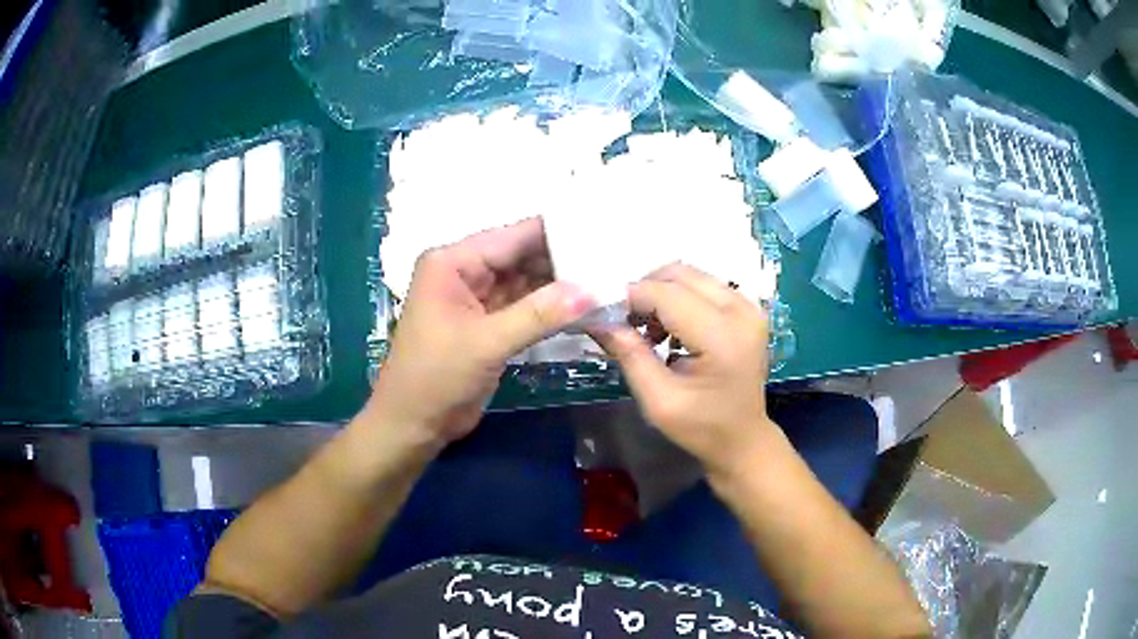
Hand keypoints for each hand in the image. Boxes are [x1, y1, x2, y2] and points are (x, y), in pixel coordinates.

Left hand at [367, 217, 595, 444]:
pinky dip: (551, 309)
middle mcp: (465, 272)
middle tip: (612, 260)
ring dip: (561, 285)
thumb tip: (591, 290)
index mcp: (453, 262)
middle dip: (564, 260)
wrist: (413, 425)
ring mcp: (478, 299)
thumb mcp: (485, 343)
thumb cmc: (435, 377)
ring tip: (607, 280)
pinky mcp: (489, 324)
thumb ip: (538, 314)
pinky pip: (526, 307)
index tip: (602, 232)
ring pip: (527, 282)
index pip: (512, 237)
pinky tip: (585, 307)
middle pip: (522, 256)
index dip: (557, 233)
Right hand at [592, 264, 777, 479]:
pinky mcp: (748, 309)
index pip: (666, 294)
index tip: (601, 313)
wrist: (743, 439)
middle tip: (623, 322)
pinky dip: (679, 298)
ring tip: (647, 330)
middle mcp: (741, 311)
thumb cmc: (702, 428)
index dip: (629, 297)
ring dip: (661, 293)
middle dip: (644, 291)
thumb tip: (598, 319)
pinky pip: (705, 285)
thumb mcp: (658, 401)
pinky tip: (670, 329)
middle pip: (679, 275)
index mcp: (722, 338)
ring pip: (691, 275)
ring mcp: (748, 307)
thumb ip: (630, 356)